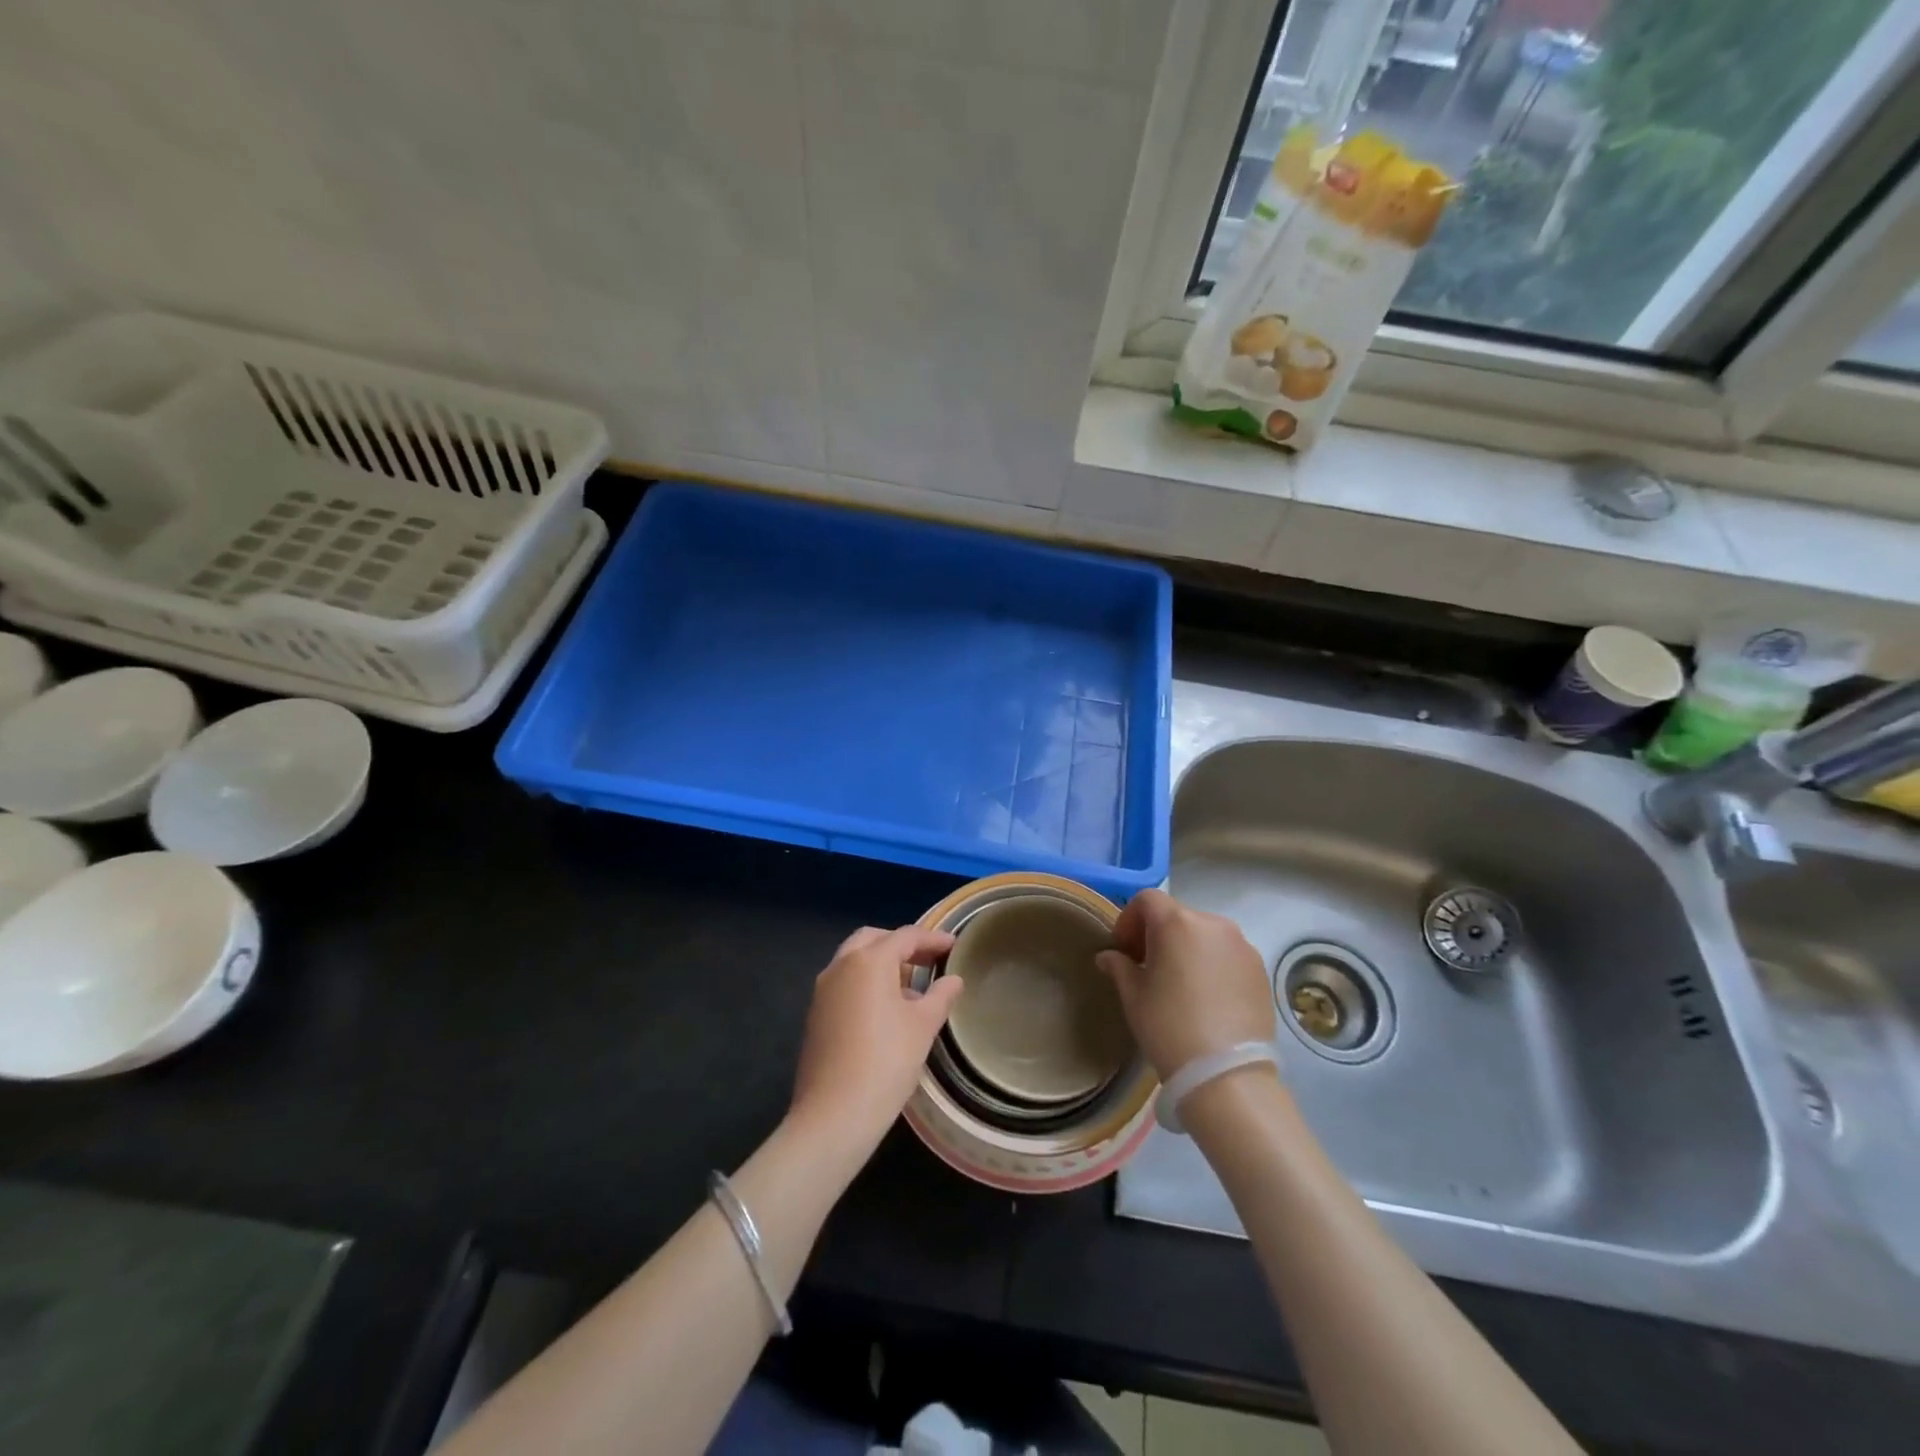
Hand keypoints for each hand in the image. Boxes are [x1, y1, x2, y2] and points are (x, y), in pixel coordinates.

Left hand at [789, 925, 961, 1155]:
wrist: (834, 1114)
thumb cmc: (886, 1062)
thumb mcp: (923, 1027)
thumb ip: (940, 996)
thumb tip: (953, 980)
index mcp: (869, 961)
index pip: (905, 936)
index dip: (932, 938)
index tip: (954, 946)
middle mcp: (841, 965)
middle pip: (874, 939)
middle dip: (901, 944)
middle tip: (928, 960)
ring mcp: (823, 990)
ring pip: (854, 960)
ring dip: (882, 963)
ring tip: (911, 986)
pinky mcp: (816, 1014)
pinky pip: (844, 982)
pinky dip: (866, 982)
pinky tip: (886, 1009)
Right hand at [1095, 888, 1274, 1080]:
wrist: (1226, 1074)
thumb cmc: (1169, 1027)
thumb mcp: (1134, 996)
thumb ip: (1119, 967)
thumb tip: (1109, 957)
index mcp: (1177, 922)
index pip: (1147, 900)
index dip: (1130, 919)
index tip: (1124, 948)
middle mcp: (1213, 923)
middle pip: (1177, 915)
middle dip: (1158, 934)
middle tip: (1148, 966)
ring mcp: (1242, 945)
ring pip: (1205, 934)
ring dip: (1187, 947)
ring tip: (1180, 983)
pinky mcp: (1260, 969)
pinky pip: (1228, 954)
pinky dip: (1212, 963)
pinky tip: (1207, 997)